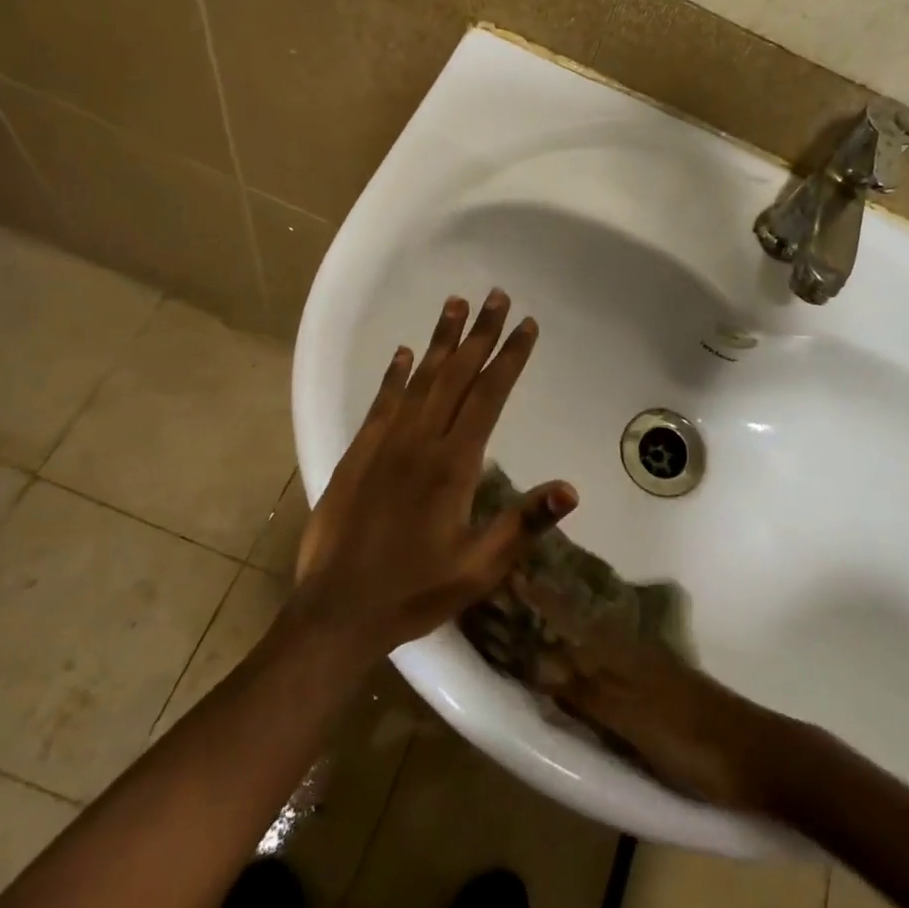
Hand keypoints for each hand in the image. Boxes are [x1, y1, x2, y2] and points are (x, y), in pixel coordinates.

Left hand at [292, 291, 577, 658]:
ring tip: (455, 304)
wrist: (337, 611)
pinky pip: (381, 403)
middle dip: (480, 334)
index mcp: (454, 465)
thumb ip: (523, 523)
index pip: (489, 396)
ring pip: (420, 380)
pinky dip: (394, 375)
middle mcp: (420, 441)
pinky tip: (405, 353)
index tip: (526, 326)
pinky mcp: (358, 454)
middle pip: (457, 375)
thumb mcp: (479, 567)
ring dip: (440, 340)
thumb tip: (571, 489)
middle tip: (496, 296)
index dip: (510, 358)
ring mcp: (385, 444)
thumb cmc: (415, 591)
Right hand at [517, 579, 786, 811]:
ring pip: (599, 642)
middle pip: (583, 626)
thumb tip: (535, 663)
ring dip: (570, 632)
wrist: (759, 756)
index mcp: (624, 655)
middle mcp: (634, 652)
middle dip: (550, 611)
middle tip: (515, 596)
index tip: (512, 574)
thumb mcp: (634, 720)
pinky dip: (592, 657)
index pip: (573, 621)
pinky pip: (615, 663)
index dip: (543, 602)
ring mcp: (651, 669)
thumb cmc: (692, 740)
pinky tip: (588, 665)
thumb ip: (588, 693)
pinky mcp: (663, 689)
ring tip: (540, 626)